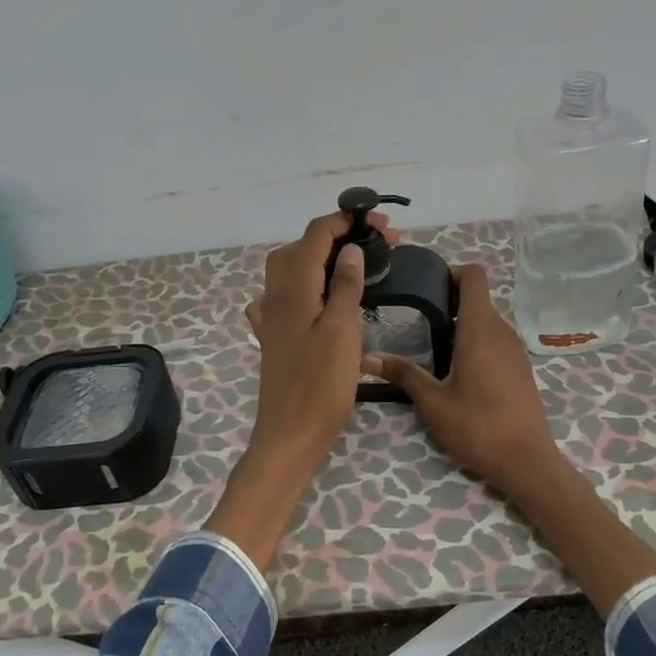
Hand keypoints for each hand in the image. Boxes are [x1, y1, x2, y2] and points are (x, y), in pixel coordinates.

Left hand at [207, 210, 388, 565]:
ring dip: (321, 258)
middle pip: (302, 248)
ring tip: (353, 263)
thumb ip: (344, 285)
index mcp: (294, 287)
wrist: (290, 434)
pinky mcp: (275, 337)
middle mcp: (276, 295)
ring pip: (291, 270)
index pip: (316, 235)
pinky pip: (284, 298)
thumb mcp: (341, 330)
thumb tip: (350, 249)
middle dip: (338, 237)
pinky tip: (313, 297)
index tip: (383, 225)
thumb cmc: (320, 384)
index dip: (347, 221)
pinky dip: (303, 286)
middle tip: (378, 245)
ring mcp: (272, 317)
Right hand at [364, 263, 569, 500]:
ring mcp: (515, 350)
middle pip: (477, 298)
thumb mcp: (433, 402)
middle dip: (448, 300)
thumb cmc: (478, 427)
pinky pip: (495, 339)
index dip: (450, 273)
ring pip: (486, 320)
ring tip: (430, 344)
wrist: (527, 462)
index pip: (474, 276)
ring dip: (461, 323)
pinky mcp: (520, 367)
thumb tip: (366, 358)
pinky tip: (455, 369)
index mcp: (480, 329)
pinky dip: (475, 341)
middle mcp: (502, 331)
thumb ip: (403, 374)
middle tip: (415, 318)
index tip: (425, 287)